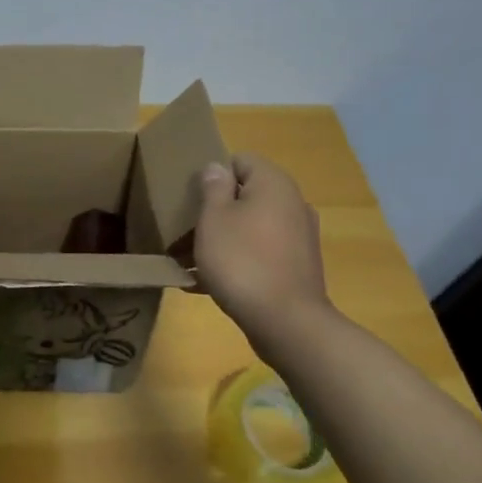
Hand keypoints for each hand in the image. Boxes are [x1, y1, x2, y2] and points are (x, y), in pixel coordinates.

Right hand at [194, 154, 330, 333]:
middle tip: (183, 231)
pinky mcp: (296, 267)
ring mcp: (298, 237)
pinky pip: (258, 253)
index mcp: (274, 184)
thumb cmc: (242, 261)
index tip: (190, 198)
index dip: (213, 174)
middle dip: (212, 212)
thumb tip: (217, 168)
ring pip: (249, 227)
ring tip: (187, 262)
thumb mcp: (214, 219)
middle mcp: (292, 204)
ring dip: (220, 239)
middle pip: (245, 196)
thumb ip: (213, 188)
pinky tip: (205, 284)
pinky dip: (235, 261)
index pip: (240, 160)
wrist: (286, 322)